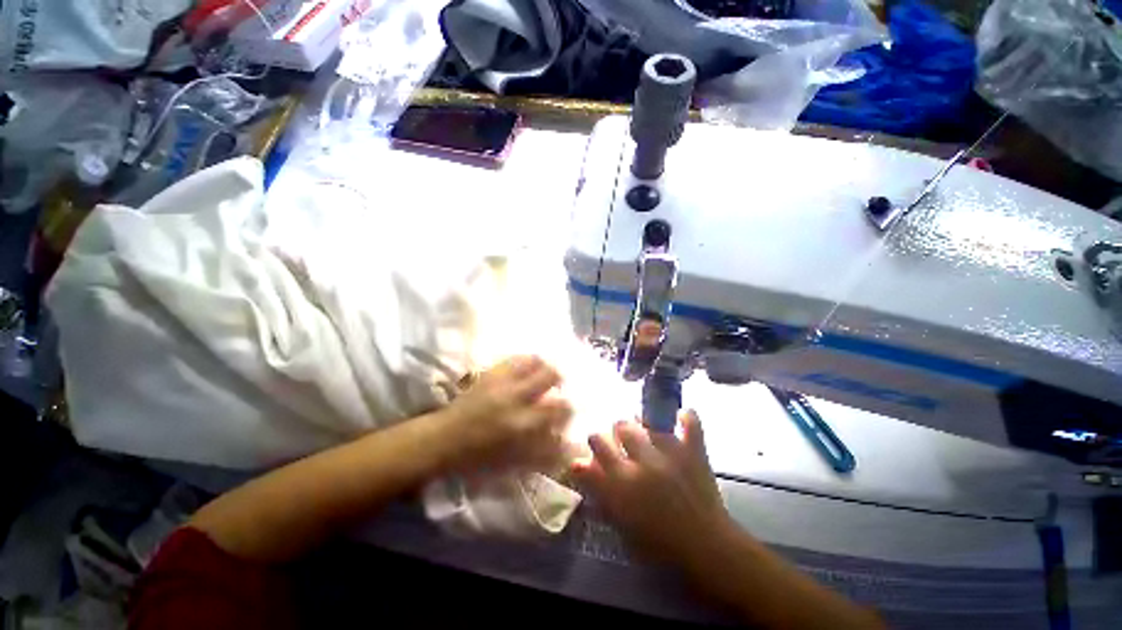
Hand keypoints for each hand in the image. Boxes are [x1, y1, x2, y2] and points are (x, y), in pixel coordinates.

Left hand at [443, 355, 572, 470]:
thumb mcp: (516, 459)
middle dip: (559, 378)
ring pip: (534, 361)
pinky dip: (526, 360)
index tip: (568, 408)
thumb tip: (568, 444)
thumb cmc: (481, 456)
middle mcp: (517, 396)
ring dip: (544, 365)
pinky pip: (515, 358)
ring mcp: (503, 381)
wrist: (445, 438)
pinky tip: (527, 366)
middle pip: (550, 375)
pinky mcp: (490, 373)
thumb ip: (544, 450)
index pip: (560, 407)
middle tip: (558, 384)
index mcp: (524, 423)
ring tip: (544, 371)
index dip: (569, 406)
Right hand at [572, 411, 730, 564]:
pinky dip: (686, 417)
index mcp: (622, 481)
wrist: (706, 550)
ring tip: (644, 426)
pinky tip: (680, 417)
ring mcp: (669, 453)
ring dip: (642, 421)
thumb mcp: (620, 520)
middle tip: (623, 437)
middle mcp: (641, 462)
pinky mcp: (693, 452)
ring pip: (647, 420)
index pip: (598, 445)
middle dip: (618, 429)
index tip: (598, 443)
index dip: (596, 440)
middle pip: (621, 427)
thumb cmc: (659, 542)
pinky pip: (690, 423)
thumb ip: (599, 490)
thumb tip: (578, 463)